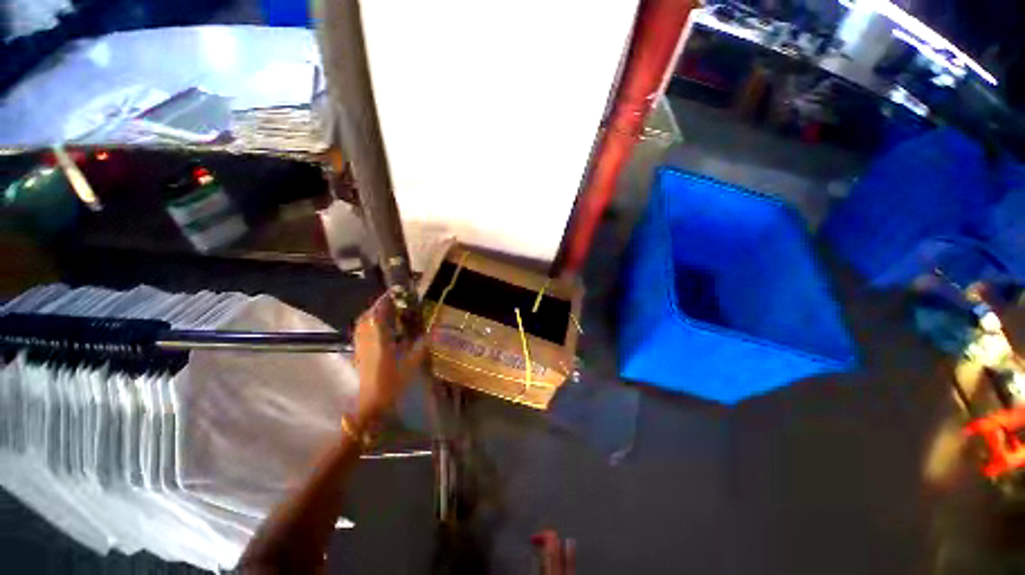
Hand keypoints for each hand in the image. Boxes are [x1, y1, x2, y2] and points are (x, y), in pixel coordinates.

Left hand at [352, 296, 427, 421]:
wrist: (371, 403)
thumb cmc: (392, 383)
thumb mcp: (411, 363)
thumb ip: (421, 346)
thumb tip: (433, 332)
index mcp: (380, 340)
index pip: (379, 313)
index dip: (385, 300)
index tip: (395, 291)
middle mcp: (367, 339)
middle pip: (368, 315)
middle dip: (379, 305)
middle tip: (394, 300)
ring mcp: (360, 346)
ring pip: (362, 323)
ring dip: (373, 313)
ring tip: (387, 310)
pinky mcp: (358, 352)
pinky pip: (361, 331)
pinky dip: (369, 323)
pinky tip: (380, 327)